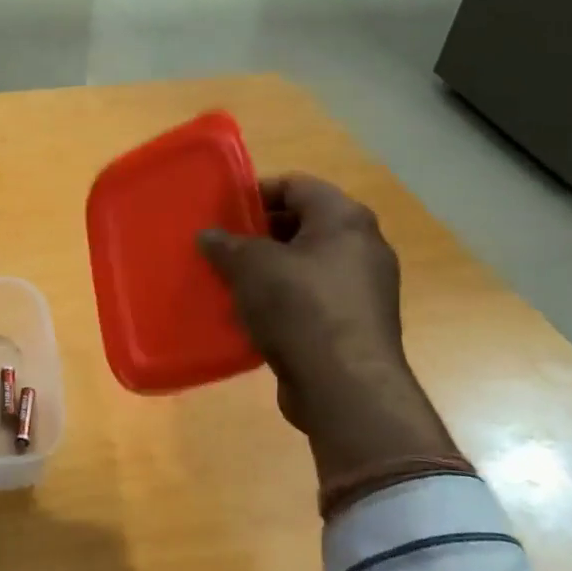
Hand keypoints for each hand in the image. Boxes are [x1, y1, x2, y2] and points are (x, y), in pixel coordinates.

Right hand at [198, 175, 454, 484]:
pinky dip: (282, 300)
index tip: (222, 209)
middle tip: (221, 245)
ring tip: (229, 280)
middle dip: (258, 234)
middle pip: (302, 225)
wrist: (343, 385)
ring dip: (268, 270)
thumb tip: (209, 236)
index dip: (256, 192)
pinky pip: (311, 299)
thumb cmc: (299, 307)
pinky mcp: (354, 324)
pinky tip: (249, 315)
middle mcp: (361, 247)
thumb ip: (226, 244)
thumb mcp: (250, 266)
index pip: (296, 185)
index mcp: (344, 219)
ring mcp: (362, 288)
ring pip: (305, 265)